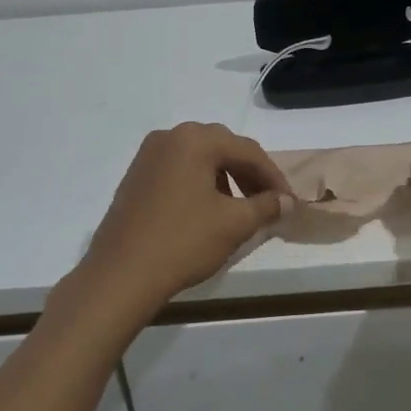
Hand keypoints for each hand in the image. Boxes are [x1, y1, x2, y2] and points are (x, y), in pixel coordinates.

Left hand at [76, 123, 293, 320]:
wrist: (121, 274)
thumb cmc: (183, 242)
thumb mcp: (233, 224)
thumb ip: (266, 206)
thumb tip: (288, 201)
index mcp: (195, 140)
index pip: (247, 151)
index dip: (273, 177)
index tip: (289, 202)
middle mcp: (170, 137)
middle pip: (222, 147)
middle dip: (249, 173)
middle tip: (268, 202)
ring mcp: (148, 155)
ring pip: (199, 158)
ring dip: (224, 177)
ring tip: (239, 208)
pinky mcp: (136, 176)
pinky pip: (178, 170)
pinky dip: (199, 183)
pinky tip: (207, 210)